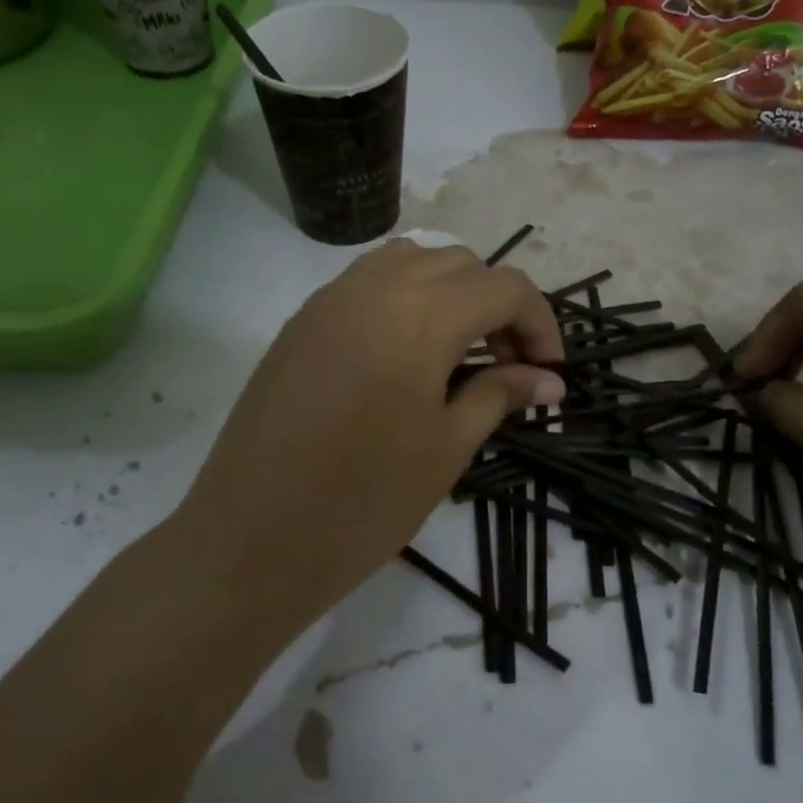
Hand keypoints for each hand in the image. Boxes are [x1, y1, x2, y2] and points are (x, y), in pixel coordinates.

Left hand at [174, 241, 565, 624]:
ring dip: (450, 294)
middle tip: (508, 367)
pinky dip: (404, 298)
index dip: (540, 323)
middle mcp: (374, 287)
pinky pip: (367, 283)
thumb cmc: (364, 502)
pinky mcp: (301, 322)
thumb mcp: (447, 448)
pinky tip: (406, 355)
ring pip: (411, 262)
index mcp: (420, 316)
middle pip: (461, 264)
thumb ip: (500, 396)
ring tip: (458, 353)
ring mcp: (329, 300)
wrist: (252, 540)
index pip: (505, 288)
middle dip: (498, 306)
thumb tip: (549, 380)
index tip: (549, 373)